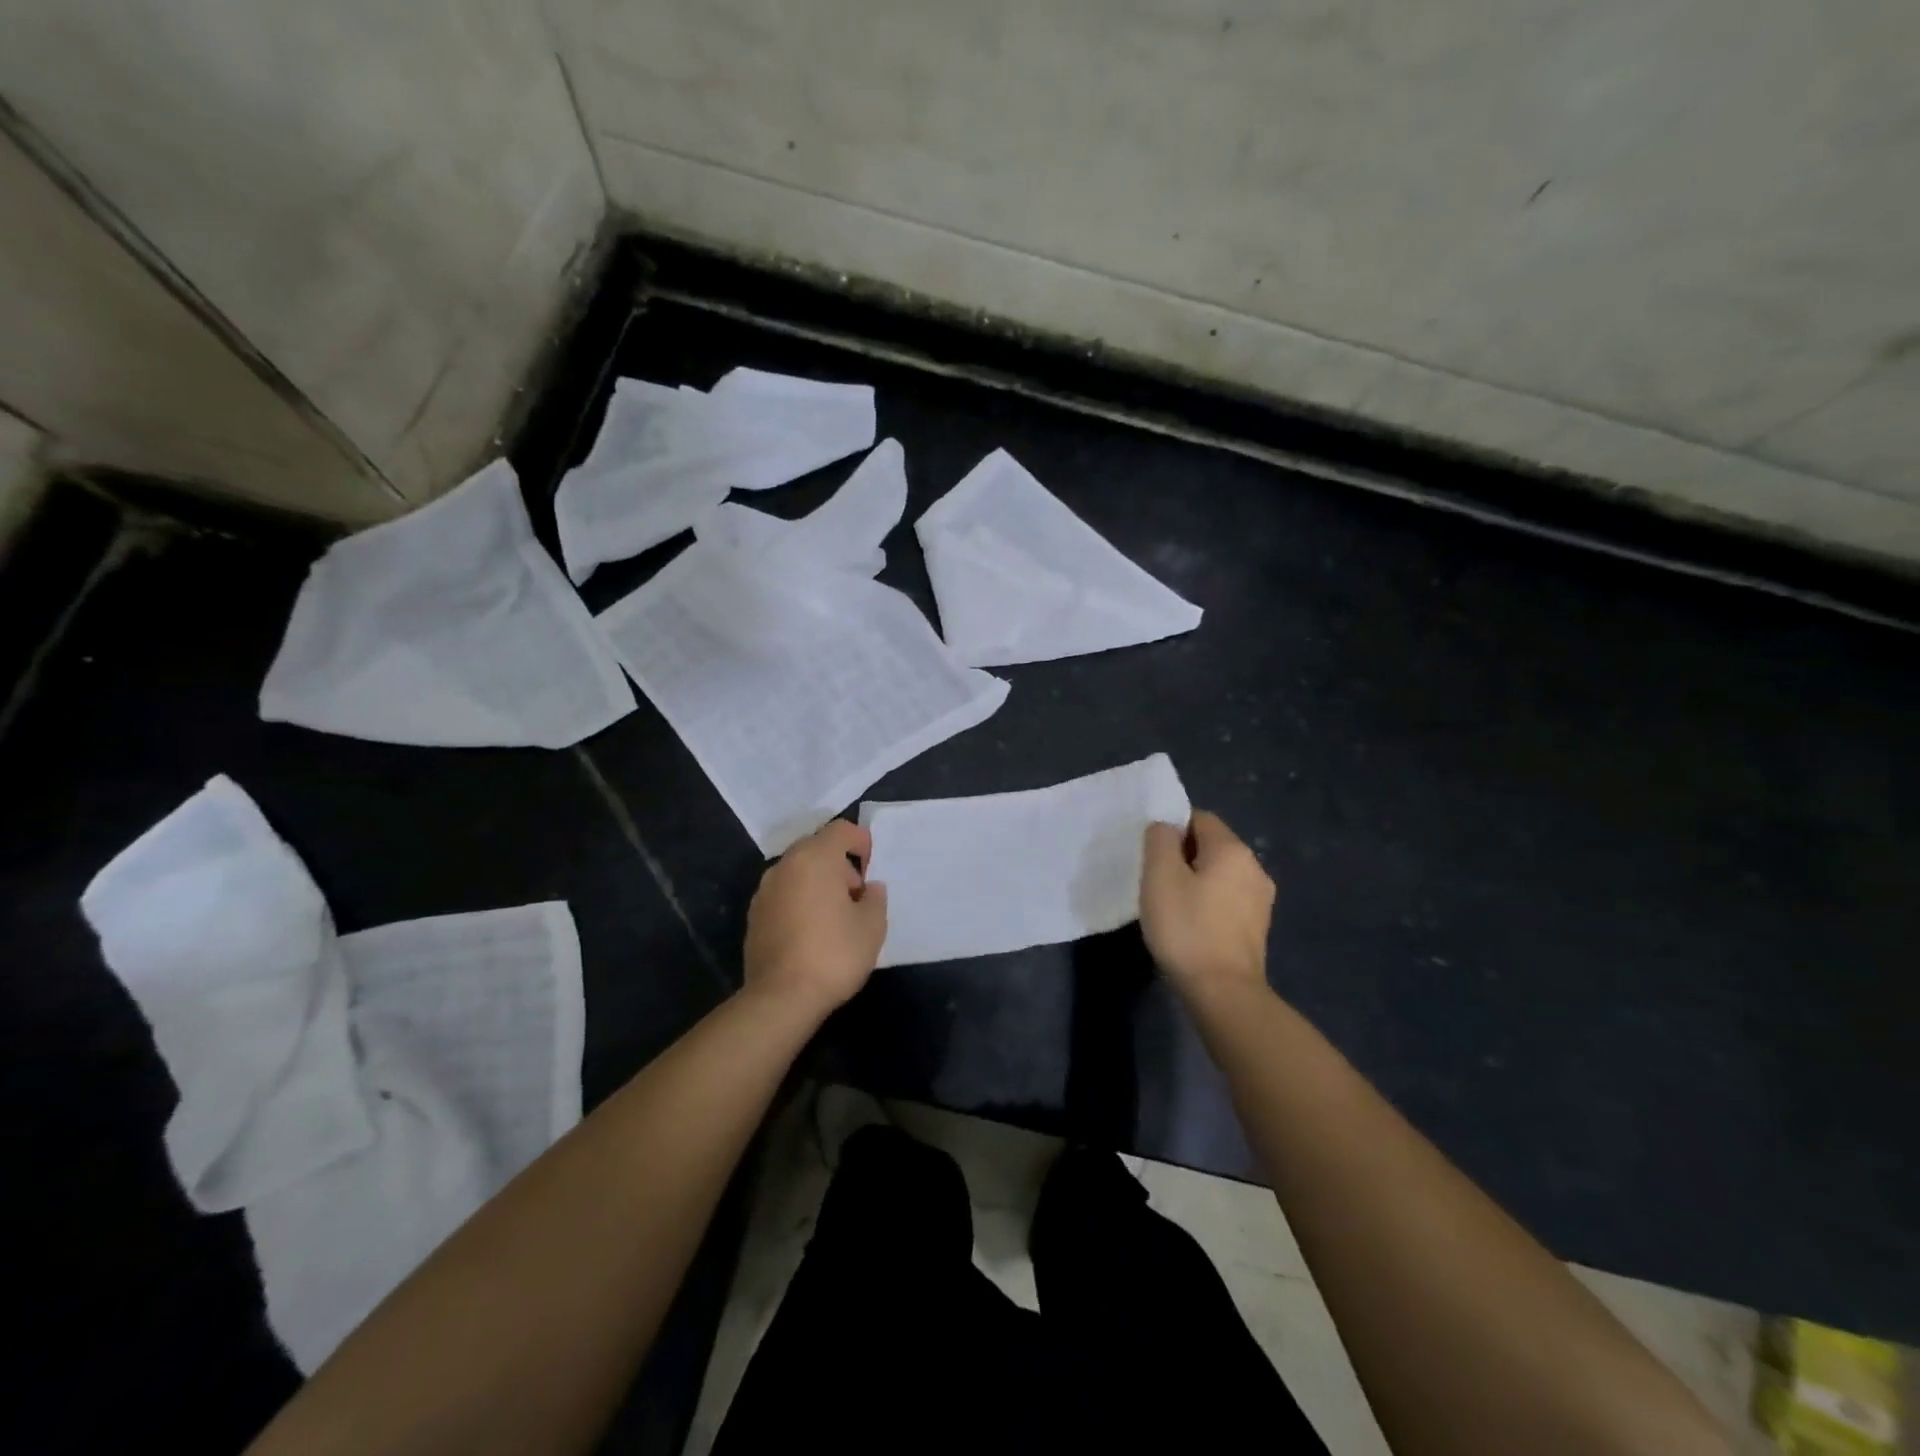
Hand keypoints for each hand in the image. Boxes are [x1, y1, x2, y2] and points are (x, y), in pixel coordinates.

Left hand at [743, 819, 887, 1018]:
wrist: (781, 997)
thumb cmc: (834, 953)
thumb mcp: (873, 926)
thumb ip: (875, 898)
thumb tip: (869, 889)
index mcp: (814, 858)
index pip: (840, 830)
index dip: (861, 841)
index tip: (872, 867)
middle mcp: (785, 866)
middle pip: (816, 848)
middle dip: (839, 865)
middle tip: (857, 896)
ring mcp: (764, 891)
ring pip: (798, 872)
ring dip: (818, 884)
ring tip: (835, 917)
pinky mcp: (754, 917)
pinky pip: (784, 895)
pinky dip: (800, 901)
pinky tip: (812, 932)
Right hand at [1140, 810, 1273, 999]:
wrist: (1223, 992)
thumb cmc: (1187, 928)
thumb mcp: (1160, 876)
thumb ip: (1160, 840)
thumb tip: (1166, 827)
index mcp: (1232, 849)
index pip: (1199, 818)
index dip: (1172, 829)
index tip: (1151, 855)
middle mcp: (1254, 867)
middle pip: (1212, 845)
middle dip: (1182, 856)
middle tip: (1156, 880)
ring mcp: (1261, 899)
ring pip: (1220, 874)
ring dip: (1195, 881)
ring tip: (1171, 905)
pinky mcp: (1257, 927)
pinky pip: (1227, 899)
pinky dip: (1208, 903)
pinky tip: (1191, 925)